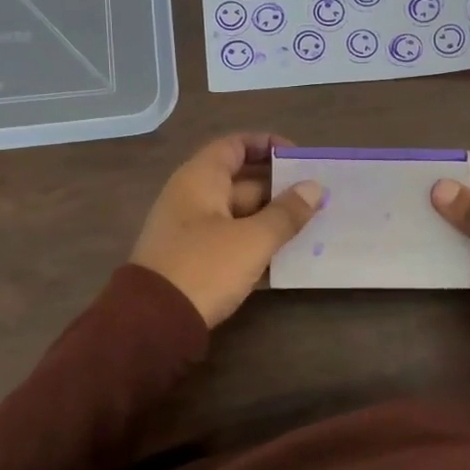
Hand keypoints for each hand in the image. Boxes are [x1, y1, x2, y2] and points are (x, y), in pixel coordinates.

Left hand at [130, 133, 324, 327]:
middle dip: (279, 188)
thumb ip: (286, 213)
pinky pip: (230, 240)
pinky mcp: (192, 259)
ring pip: (238, 214)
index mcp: (200, 179)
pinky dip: (255, 242)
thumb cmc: (204, 267)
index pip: (235, 146)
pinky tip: (285, 256)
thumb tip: (314, 188)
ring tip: (310, 227)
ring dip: (271, 219)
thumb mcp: (252, 240)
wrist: (153, 324)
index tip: (299, 158)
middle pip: (240, 181)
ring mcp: (190, 230)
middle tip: (316, 199)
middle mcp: (192, 197)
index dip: (267, 145)